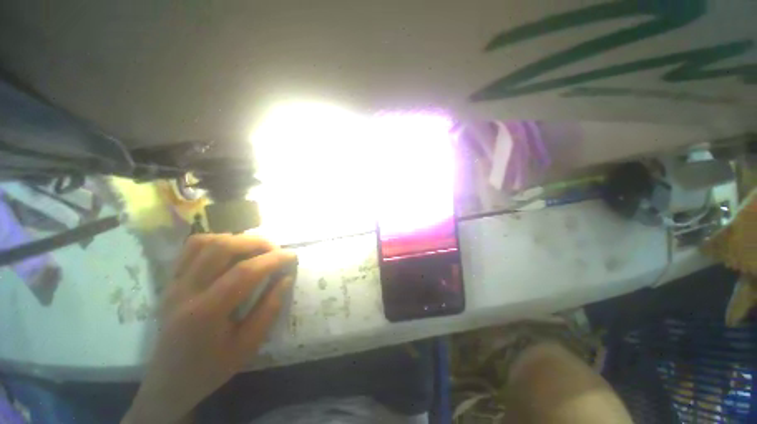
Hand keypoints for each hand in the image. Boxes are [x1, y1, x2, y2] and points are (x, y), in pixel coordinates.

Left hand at [122, 234, 296, 423]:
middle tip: (276, 250)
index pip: (244, 272)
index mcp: (205, 312)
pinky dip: (217, 241)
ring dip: (237, 239)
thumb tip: (286, 278)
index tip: (293, 256)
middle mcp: (185, 291)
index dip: (273, 259)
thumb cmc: (211, 368)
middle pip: (223, 248)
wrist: (168, 381)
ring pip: (205, 241)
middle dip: (257, 243)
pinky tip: (231, 251)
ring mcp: (174, 283)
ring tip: (256, 249)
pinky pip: (192, 247)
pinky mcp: (170, 280)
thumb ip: (269, 309)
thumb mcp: (248, 346)